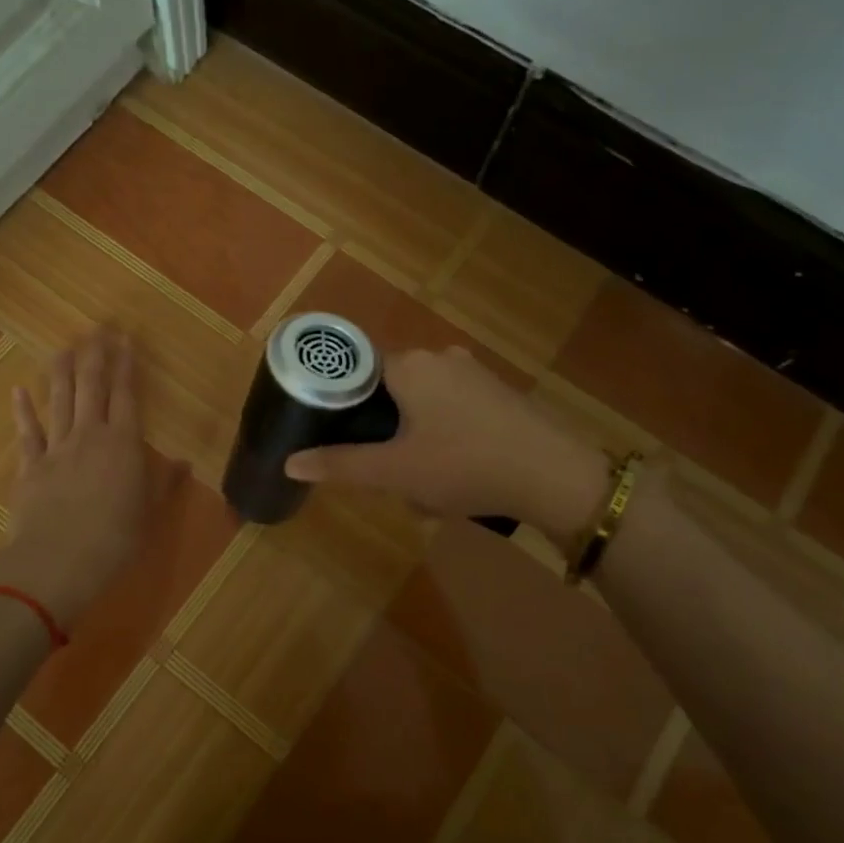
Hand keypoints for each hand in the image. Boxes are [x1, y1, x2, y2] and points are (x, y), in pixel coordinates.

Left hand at [0, 329, 149, 629]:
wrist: (56, 562)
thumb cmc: (113, 540)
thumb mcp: (148, 514)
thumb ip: (164, 484)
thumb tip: (183, 462)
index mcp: (124, 444)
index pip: (127, 396)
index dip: (126, 366)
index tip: (125, 340)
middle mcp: (90, 436)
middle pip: (92, 387)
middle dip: (96, 356)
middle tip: (97, 329)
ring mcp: (56, 448)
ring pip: (60, 401)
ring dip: (62, 372)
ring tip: (64, 347)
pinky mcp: (30, 466)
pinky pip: (27, 432)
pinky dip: (23, 410)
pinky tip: (19, 390)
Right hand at [284, 346, 608, 540]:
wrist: (554, 475)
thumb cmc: (464, 465)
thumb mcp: (395, 472)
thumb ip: (340, 465)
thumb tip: (289, 463)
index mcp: (409, 365)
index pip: (358, 372)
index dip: (344, 407)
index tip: (343, 440)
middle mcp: (440, 356)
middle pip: (391, 391)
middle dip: (385, 434)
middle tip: (390, 474)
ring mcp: (475, 372)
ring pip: (424, 404)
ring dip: (416, 441)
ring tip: (426, 485)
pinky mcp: (500, 392)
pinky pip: (454, 410)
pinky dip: (446, 437)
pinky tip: (458, 474)